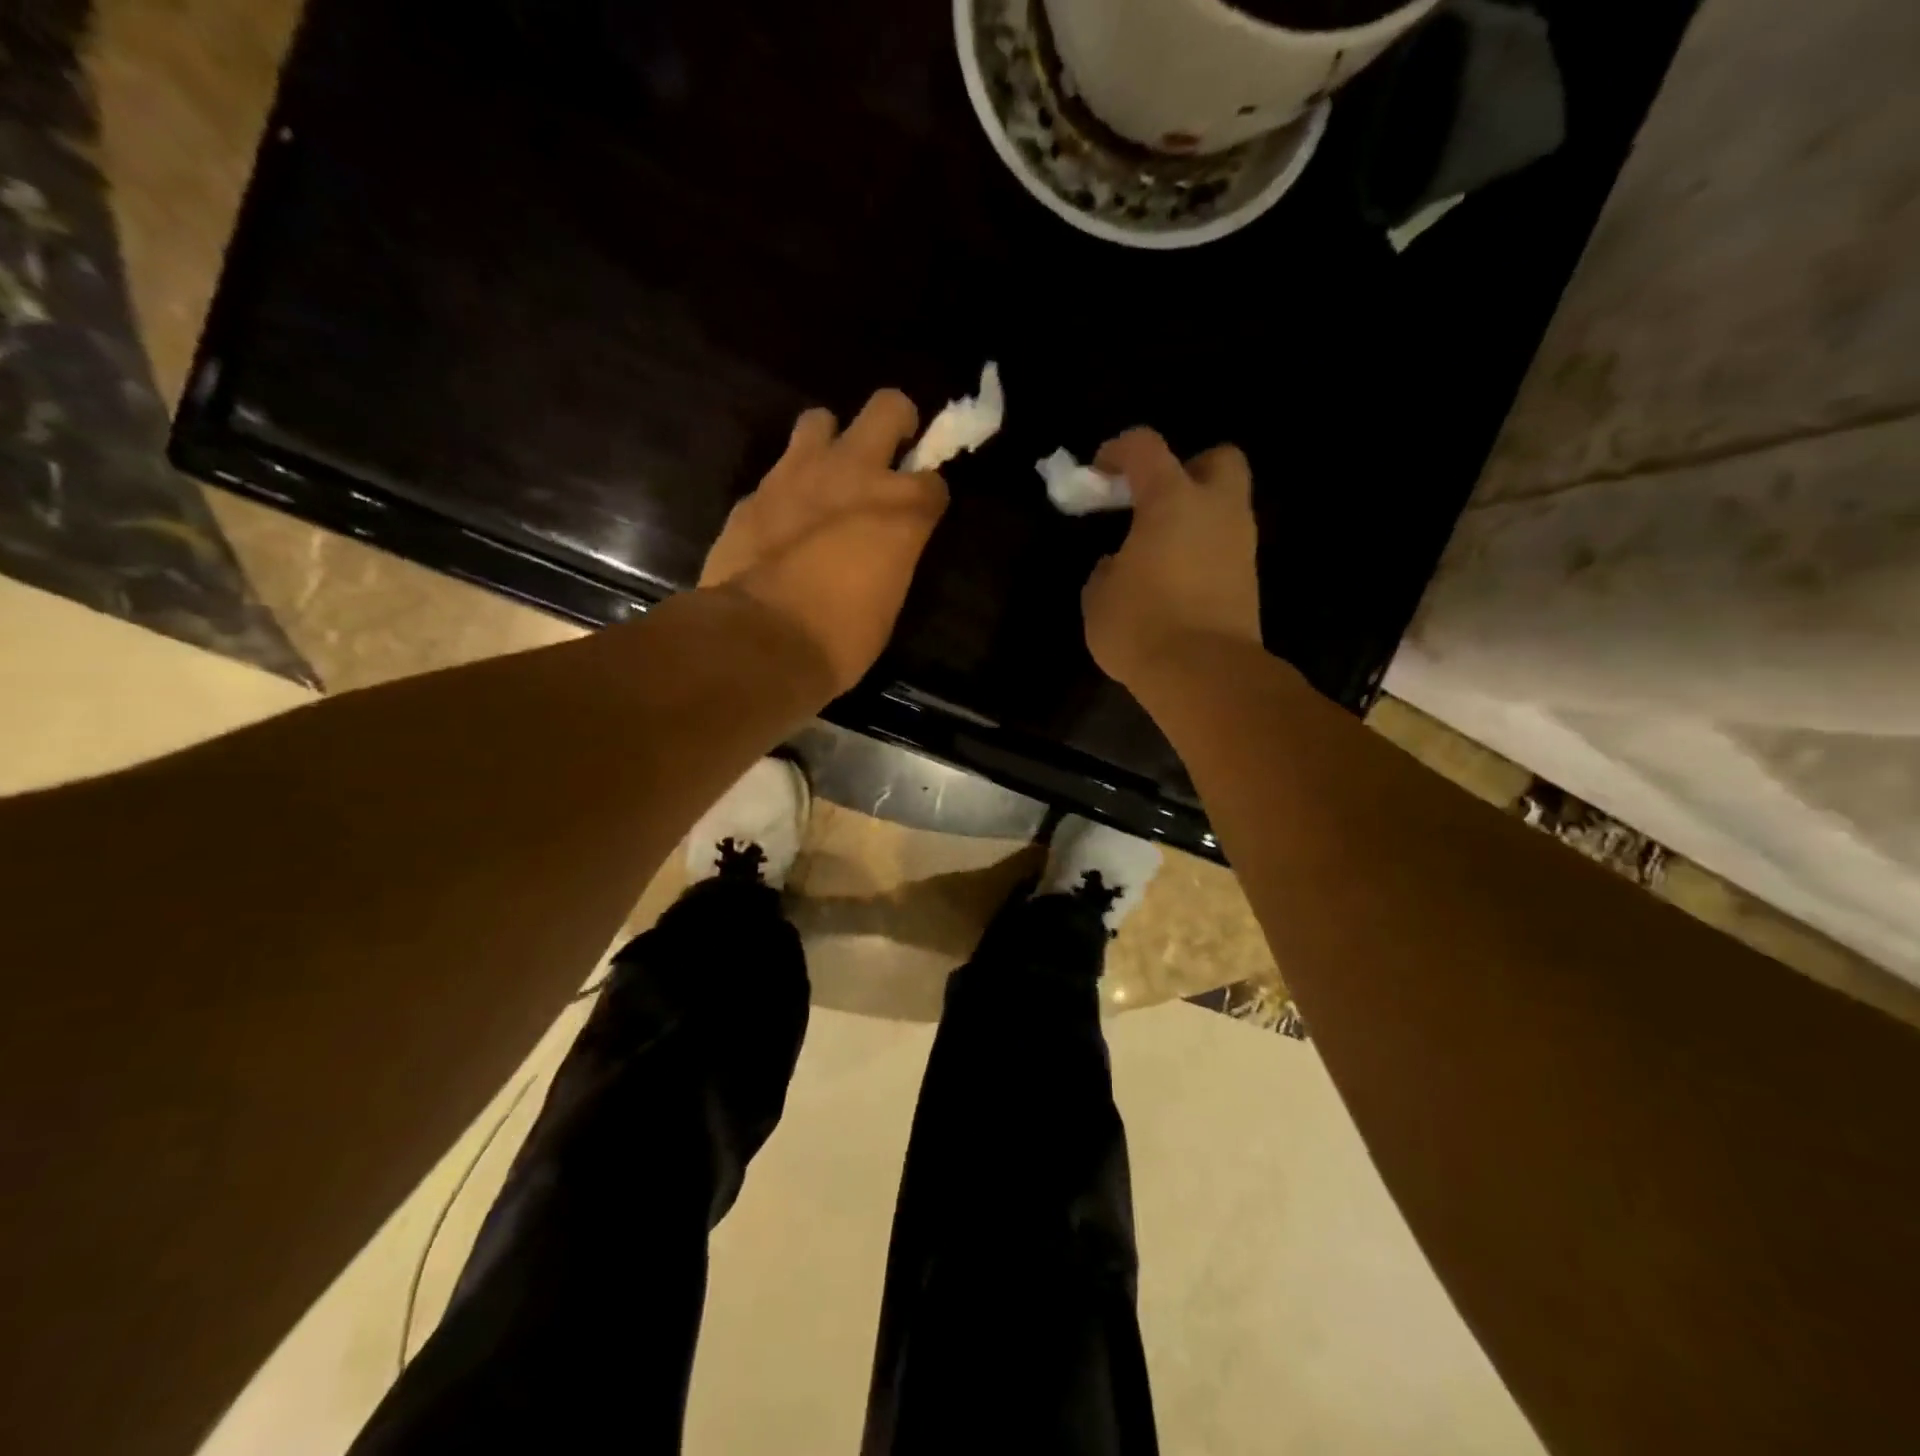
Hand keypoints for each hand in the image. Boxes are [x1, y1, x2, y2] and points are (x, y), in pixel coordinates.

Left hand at [699, 390, 948, 694]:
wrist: (761, 639)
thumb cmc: (841, 637)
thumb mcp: (887, 602)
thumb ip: (890, 556)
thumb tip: (880, 551)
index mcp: (902, 510)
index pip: (934, 481)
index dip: (929, 496)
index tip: (921, 514)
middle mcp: (856, 473)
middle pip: (887, 408)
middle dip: (895, 422)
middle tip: (889, 454)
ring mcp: (799, 473)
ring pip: (820, 420)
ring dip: (830, 443)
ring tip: (827, 477)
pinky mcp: (755, 492)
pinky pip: (778, 472)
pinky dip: (788, 489)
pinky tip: (784, 520)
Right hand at [1081, 428, 1261, 689]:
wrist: (1204, 675)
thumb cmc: (1141, 625)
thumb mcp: (1098, 597)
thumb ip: (1106, 569)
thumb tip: (1118, 565)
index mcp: (1171, 500)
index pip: (1146, 447)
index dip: (1119, 450)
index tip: (1100, 473)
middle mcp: (1216, 510)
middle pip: (1218, 459)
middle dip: (1187, 469)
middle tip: (1155, 501)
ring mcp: (1240, 545)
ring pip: (1226, 507)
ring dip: (1197, 516)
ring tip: (1160, 550)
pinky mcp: (1249, 580)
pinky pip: (1226, 548)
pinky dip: (1204, 551)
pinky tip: (1177, 581)